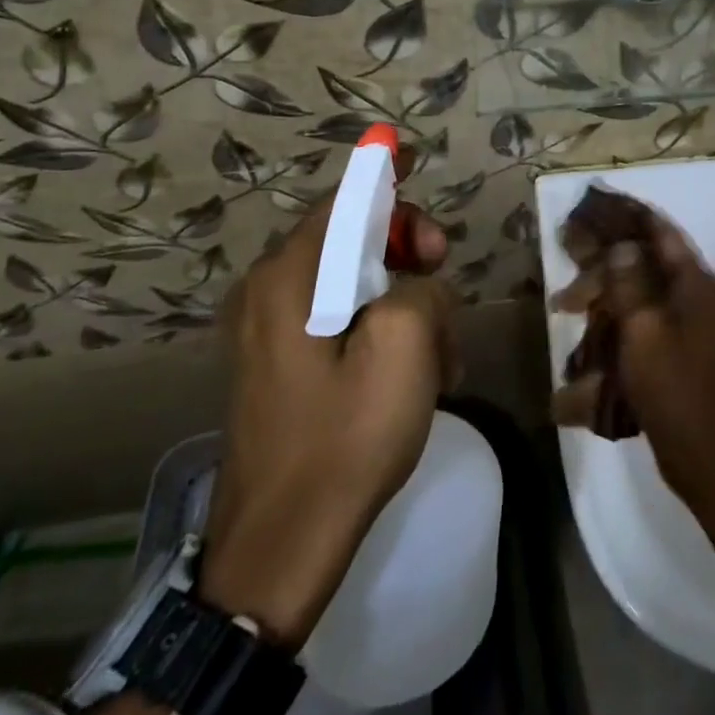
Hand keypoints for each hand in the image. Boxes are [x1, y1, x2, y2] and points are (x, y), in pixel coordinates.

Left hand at [200, 197, 459, 647]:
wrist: (281, 549)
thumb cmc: (346, 438)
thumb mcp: (406, 346)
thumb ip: (420, 287)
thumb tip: (414, 286)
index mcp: (290, 277)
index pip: (345, 200)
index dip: (385, 179)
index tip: (411, 164)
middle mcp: (271, 292)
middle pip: (353, 239)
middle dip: (408, 254)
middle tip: (444, 277)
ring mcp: (272, 332)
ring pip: (357, 284)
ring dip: (405, 303)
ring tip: (438, 355)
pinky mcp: (283, 366)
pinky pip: (344, 322)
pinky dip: (383, 333)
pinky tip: (414, 377)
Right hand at [551, 210, 714, 506]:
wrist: (698, 448)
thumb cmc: (669, 384)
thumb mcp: (642, 329)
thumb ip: (629, 282)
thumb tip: (623, 245)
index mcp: (695, 283)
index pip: (663, 233)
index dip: (633, 214)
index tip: (602, 202)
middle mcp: (697, 294)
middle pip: (650, 259)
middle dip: (608, 258)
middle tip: (570, 255)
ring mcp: (690, 320)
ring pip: (643, 287)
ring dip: (608, 288)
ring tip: (567, 303)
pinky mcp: (679, 343)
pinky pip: (645, 311)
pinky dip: (618, 310)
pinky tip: (592, 322)